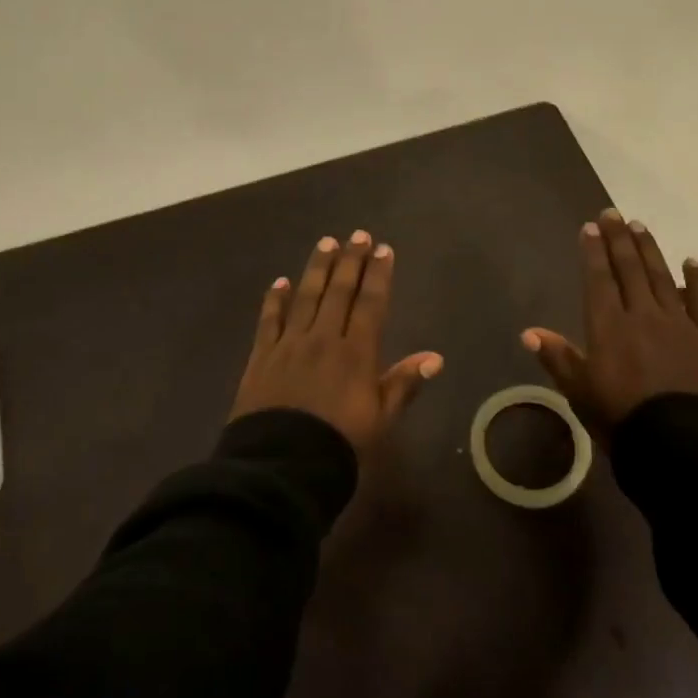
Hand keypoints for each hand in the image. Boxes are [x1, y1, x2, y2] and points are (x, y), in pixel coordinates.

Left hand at [230, 230, 443, 453]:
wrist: (282, 463)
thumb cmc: (339, 443)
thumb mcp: (380, 418)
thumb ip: (403, 383)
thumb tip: (435, 357)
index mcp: (356, 352)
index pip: (371, 303)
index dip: (378, 274)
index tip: (383, 249)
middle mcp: (324, 338)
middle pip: (339, 291)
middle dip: (350, 261)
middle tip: (357, 235)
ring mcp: (290, 344)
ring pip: (306, 297)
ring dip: (317, 268)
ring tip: (326, 243)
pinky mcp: (262, 356)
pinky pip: (269, 320)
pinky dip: (275, 300)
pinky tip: (280, 282)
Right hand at [521, 208, 697, 434]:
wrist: (683, 444)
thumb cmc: (623, 419)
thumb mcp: (581, 393)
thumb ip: (558, 358)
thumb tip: (528, 333)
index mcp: (609, 326)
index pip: (599, 279)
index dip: (594, 251)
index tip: (591, 227)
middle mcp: (643, 314)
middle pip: (629, 269)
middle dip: (619, 239)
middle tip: (613, 213)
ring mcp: (678, 323)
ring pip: (661, 276)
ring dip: (650, 250)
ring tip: (641, 227)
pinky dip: (697, 280)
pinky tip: (692, 262)